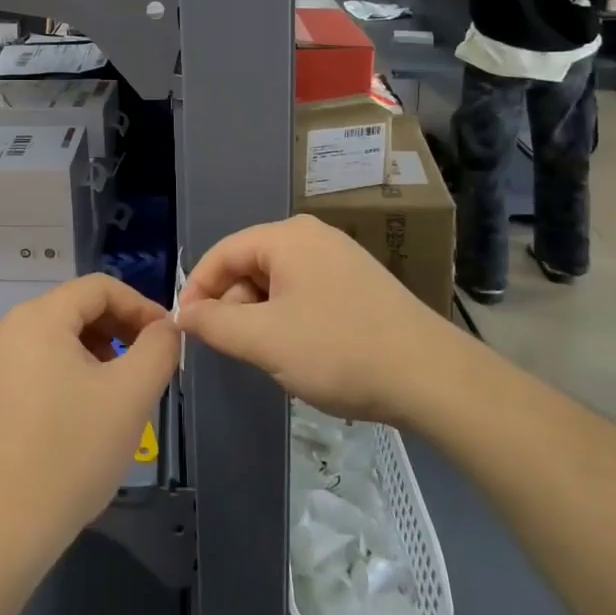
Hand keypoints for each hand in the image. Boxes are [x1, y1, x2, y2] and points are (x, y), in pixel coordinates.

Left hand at [0, 275, 178, 569]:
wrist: (3, 528)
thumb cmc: (72, 451)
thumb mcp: (131, 395)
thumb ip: (158, 348)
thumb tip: (165, 327)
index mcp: (39, 317)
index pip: (100, 287)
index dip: (141, 306)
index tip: (168, 340)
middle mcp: (10, 329)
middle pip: (78, 308)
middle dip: (120, 330)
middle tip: (149, 367)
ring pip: (60, 337)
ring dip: (99, 352)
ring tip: (121, 393)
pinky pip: (41, 362)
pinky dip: (72, 372)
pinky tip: (88, 413)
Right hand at [177, 214, 456, 424]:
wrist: (432, 377)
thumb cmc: (339, 350)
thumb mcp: (265, 340)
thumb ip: (214, 324)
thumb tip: (184, 315)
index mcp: (288, 237)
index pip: (223, 252)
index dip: (198, 289)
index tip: (187, 329)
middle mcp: (312, 237)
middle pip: (250, 265)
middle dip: (233, 307)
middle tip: (232, 350)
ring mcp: (340, 259)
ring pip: (277, 283)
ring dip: (261, 318)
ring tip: (269, 357)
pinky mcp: (358, 285)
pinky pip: (304, 294)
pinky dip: (289, 320)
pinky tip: (301, 353)